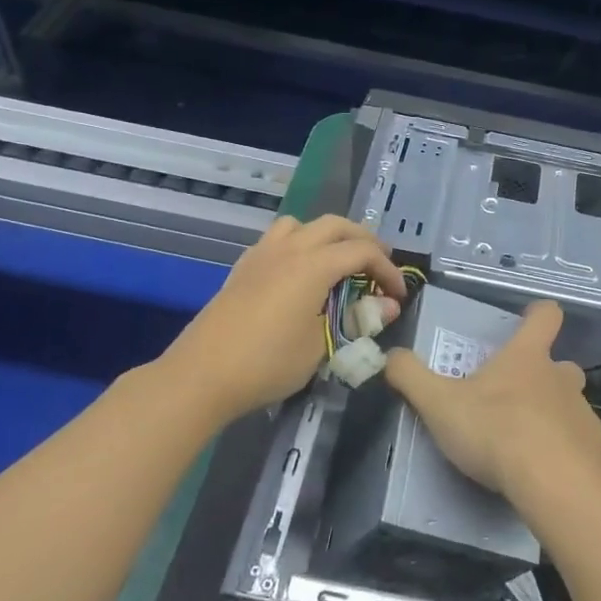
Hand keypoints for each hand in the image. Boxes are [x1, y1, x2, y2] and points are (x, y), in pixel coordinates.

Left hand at [161, 215, 405, 421]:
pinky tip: (298, 275)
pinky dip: (299, 245)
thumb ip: (355, 321)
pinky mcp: (243, 268)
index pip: (362, 251)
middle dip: (363, 240)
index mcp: (313, 265)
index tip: (399, 295)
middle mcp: (289, 249)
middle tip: (378, 266)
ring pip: (302, 225)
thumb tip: (386, 307)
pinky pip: (277, 240)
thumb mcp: (321, 347)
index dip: (387, 270)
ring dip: (326, 236)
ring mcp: (262, 255)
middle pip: (335, 225)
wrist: (201, 375)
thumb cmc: (268, 363)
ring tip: (336, 262)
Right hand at [385, 300, 600, 501]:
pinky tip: (546, 474)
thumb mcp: (439, 404)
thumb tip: (390, 355)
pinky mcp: (597, 450)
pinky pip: (580, 443)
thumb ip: (410, 376)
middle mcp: (561, 378)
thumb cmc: (495, 431)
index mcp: (527, 358)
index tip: (529, 319)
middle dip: (543, 377)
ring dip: (553, 416)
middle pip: (561, 365)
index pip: (545, 316)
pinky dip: (566, 452)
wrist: (554, 484)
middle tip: (516, 399)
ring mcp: (583, 413)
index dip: (538, 314)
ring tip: (527, 444)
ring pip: (571, 405)